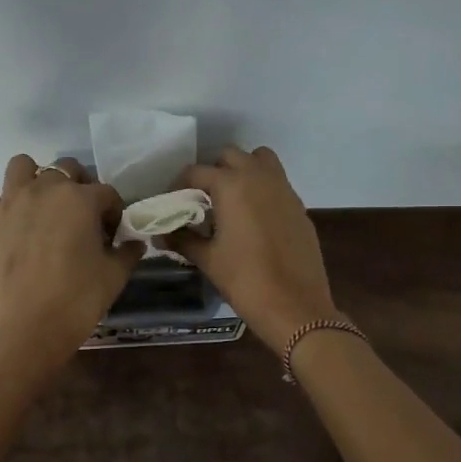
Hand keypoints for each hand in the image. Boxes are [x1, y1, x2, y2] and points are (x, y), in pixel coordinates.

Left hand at [0, 156, 143, 368]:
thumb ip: (127, 252)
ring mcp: (11, 202)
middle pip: (66, 170)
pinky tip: (16, 229)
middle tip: (81, 218)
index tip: (112, 235)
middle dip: (78, 188)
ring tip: (44, 207)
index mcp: (80, 199)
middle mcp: (44, 189)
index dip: (113, 213)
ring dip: (36, 179)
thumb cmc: (79, 299)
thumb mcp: (114, 276)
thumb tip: (135, 243)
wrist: (29, 328)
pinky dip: (7, 207)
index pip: (106, 193)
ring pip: (23, 167)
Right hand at [169, 146, 340, 350]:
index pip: (196, 172)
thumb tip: (160, 234)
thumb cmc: (244, 279)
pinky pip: (277, 184)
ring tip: (231, 201)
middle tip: (202, 199)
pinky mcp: (299, 206)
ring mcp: (284, 189)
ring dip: (243, 171)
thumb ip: (182, 239)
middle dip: (213, 172)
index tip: (172, 202)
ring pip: (260, 161)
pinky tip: (254, 221)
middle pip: (230, 156)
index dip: (179, 185)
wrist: (294, 305)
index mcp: (232, 185)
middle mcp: (259, 177)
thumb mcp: (207, 259)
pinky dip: (263, 190)